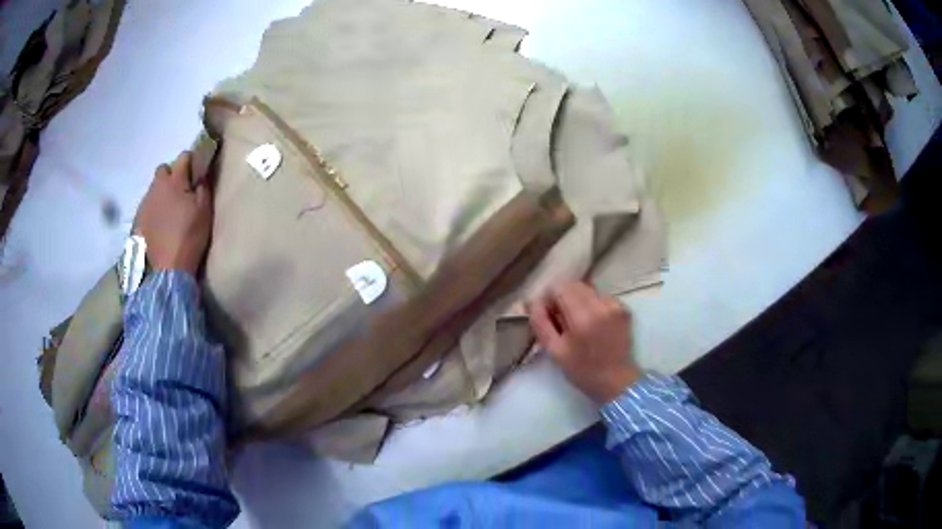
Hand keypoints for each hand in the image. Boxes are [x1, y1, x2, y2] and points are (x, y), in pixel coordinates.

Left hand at [134, 151, 212, 275]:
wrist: (168, 268)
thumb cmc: (189, 236)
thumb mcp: (204, 210)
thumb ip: (203, 187)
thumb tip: (201, 174)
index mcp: (175, 181)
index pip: (184, 156)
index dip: (192, 162)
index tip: (197, 174)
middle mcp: (157, 186)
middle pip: (164, 169)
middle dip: (172, 175)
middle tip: (181, 192)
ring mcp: (145, 203)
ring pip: (154, 188)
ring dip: (162, 193)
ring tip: (169, 211)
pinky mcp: (139, 219)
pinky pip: (147, 205)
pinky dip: (154, 209)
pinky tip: (160, 223)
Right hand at [526, 281, 640, 403]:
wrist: (616, 380)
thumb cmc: (582, 370)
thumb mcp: (554, 351)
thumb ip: (541, 323)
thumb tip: (533, 302)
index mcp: (582, 316)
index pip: (560, 287)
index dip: (549, 298)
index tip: (548, 314)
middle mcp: (601, 304)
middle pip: (574, 284)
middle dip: (563, 297)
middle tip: (560, 319)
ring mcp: (614, 305)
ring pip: (587, 289)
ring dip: (578, 300)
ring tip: (577, 322)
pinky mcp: (623, 308)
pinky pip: (600, 297)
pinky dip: (592, 305)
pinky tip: (593, 324)